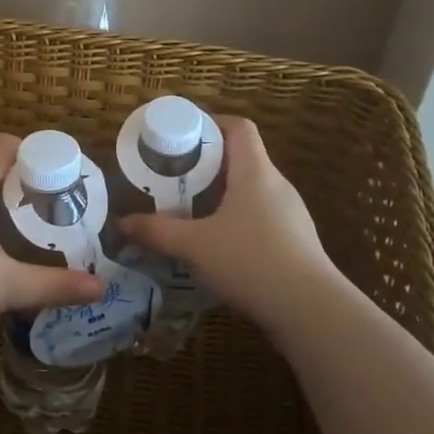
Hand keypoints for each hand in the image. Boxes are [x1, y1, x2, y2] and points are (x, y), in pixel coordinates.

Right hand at [120, 116, 340, 332]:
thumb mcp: (194, 246)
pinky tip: (217, 246)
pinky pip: (261, 218)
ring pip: (251, 191)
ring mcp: (291, 215)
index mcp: (255, 172)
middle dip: (207, 164)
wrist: (311, 311)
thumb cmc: (251, 261)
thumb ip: (156, 232)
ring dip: (221, 195)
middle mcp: (277, 186)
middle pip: (242, 158)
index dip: (211, 123)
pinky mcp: (296, 243)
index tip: (182, 135)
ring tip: (190, 211)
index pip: (239, 127)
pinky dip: (236, 221)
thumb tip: (121, 224)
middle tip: (174, 176)